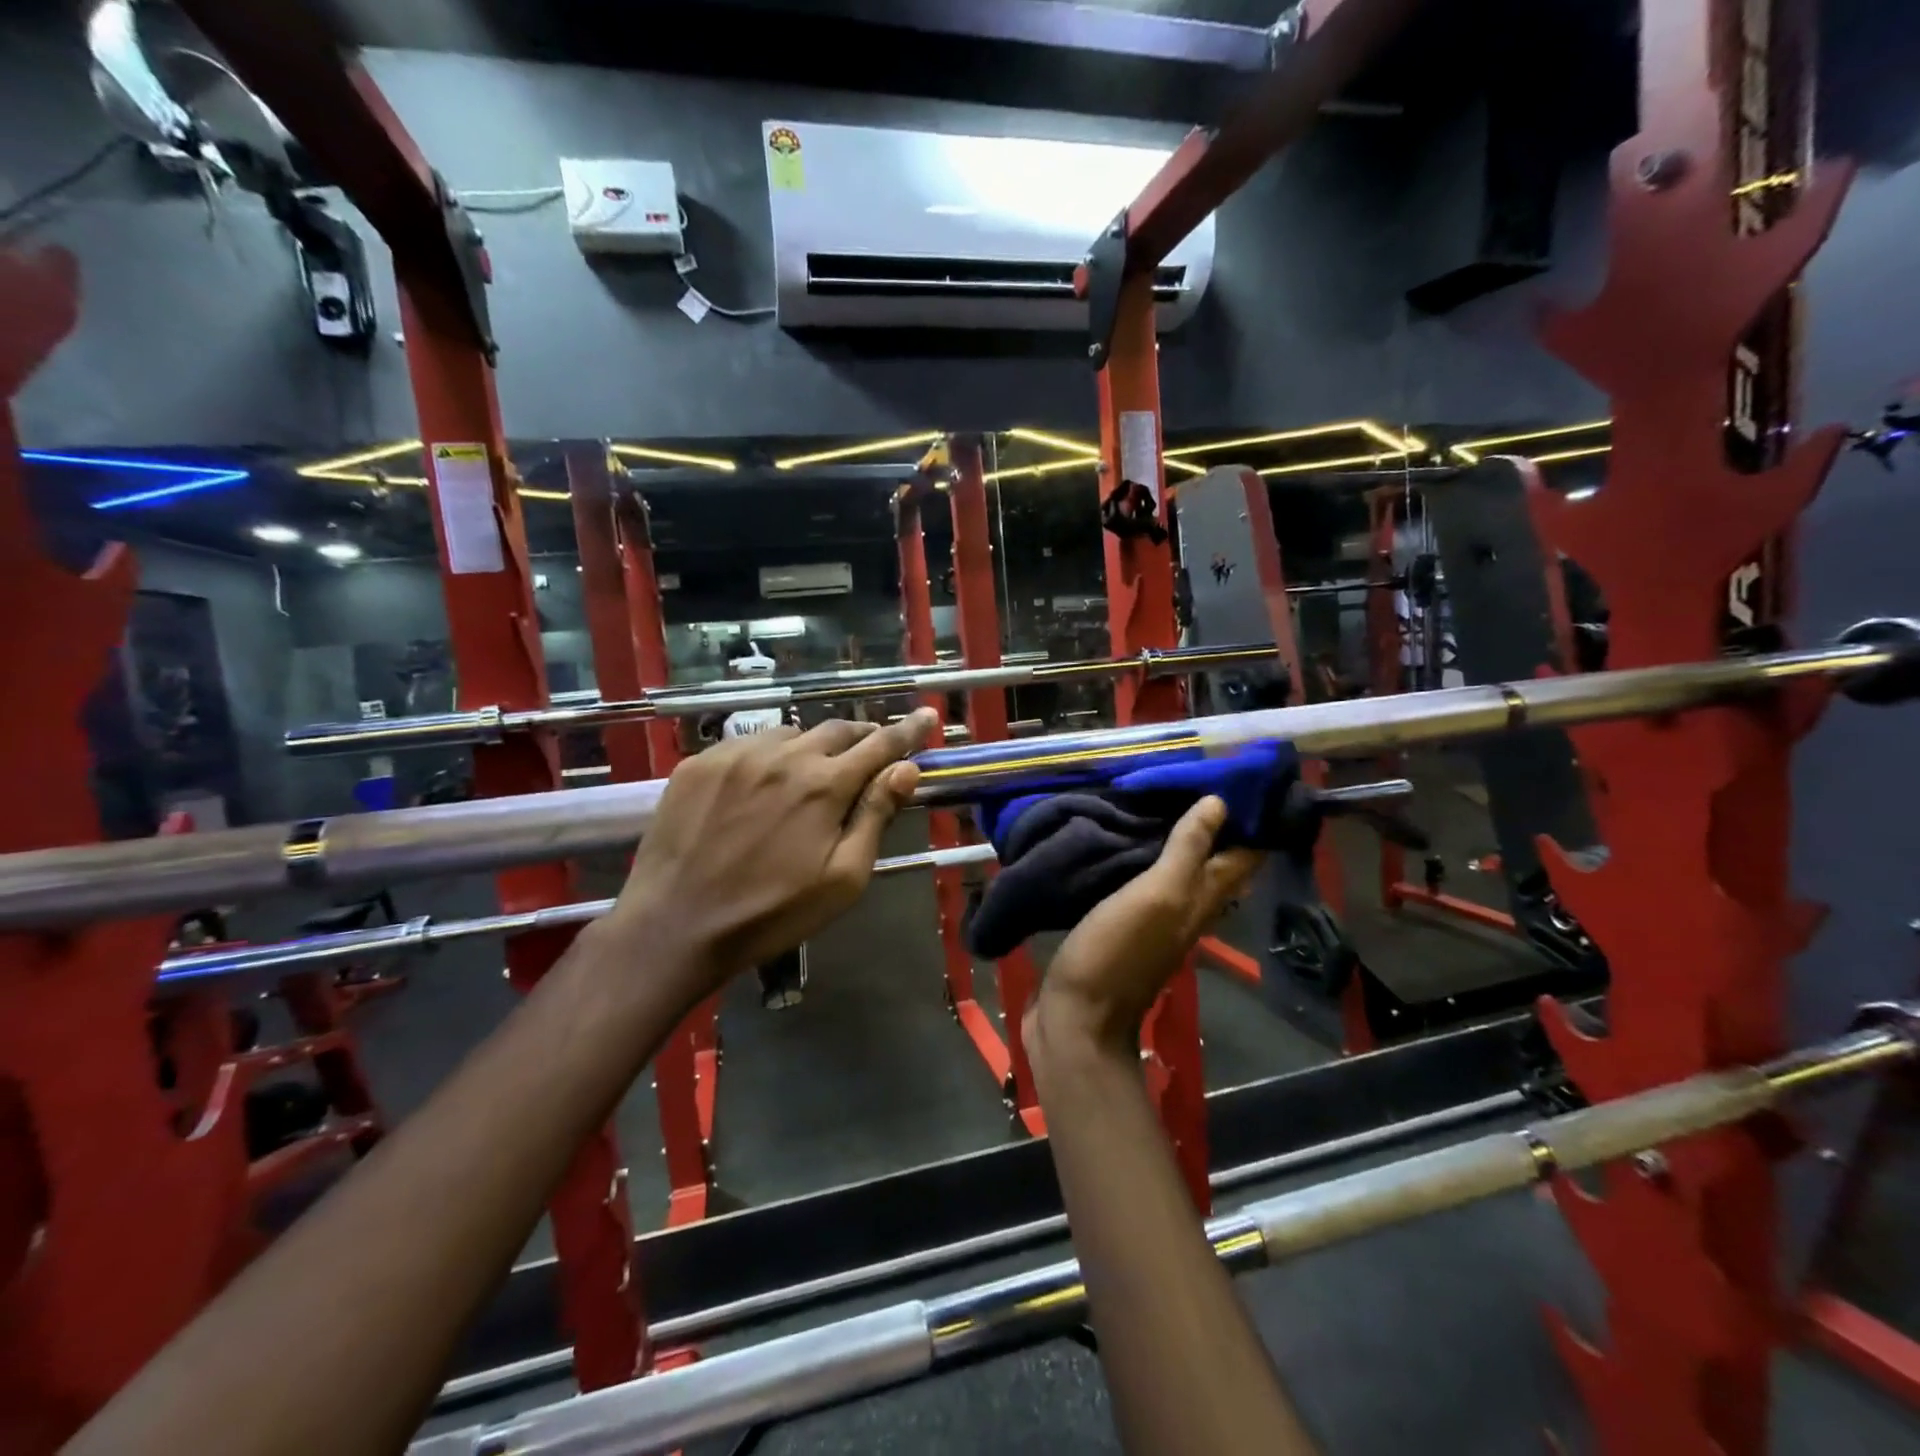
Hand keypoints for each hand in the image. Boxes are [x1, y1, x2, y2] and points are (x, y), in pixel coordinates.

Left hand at [605, 709, 937, 1002]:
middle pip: (836, 730)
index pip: (880, 744)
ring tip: (811, 773)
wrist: (675, 926)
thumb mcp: (842, 878)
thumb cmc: (772, 913)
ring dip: (812, 747)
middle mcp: (783, 756)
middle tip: (868, 754)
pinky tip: (762, 783)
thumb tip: (906, 769)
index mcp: (825, 785)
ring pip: (790, 734)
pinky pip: (747, 745)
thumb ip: (875, 816)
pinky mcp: (699, 763)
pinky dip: (768, 756)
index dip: (908, 729)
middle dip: (860, 737)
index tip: (927, 714)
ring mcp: (736, 755)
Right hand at [1027, 796, 1261, 1056]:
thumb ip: (1187, 851)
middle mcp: (1187, 908)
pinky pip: (1143, 880)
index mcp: (1202, 900)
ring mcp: (1154, 919)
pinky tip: (1127, 838)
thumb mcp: (1158, 896)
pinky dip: (1145, 855)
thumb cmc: (1118, 952)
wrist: (1077, 1017)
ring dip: (1178, 837)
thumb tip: (1219, 802)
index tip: (1248, 775)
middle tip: (1200, 776)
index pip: (1245, 855)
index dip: (1255, 819)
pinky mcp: (1122, 924)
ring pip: (1179, 870)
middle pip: (1215, 862)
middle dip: (1216, 822)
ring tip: (1163, 795)